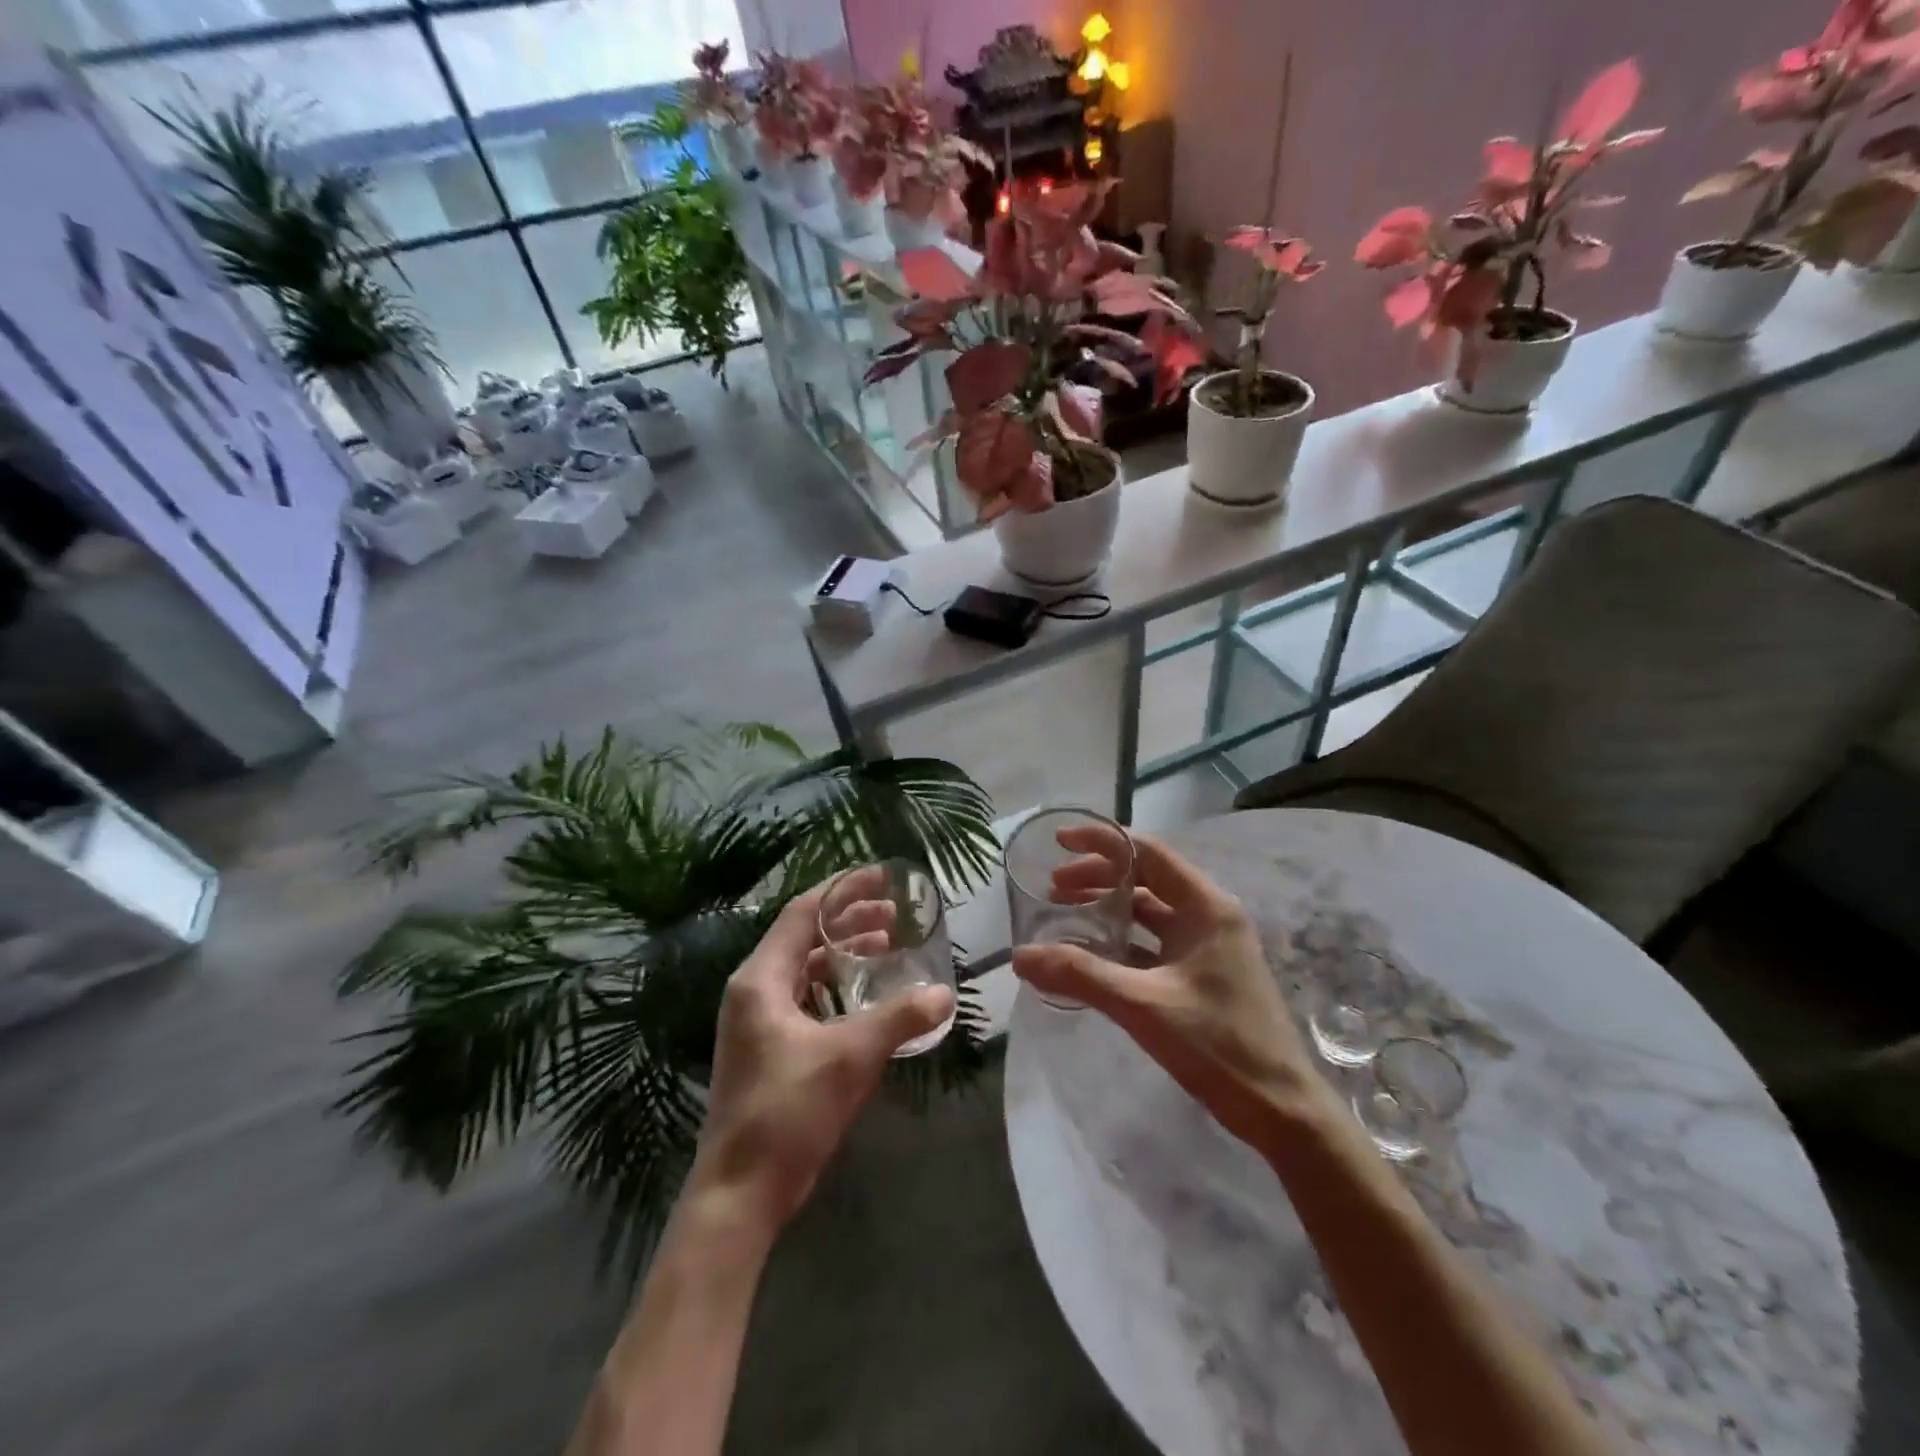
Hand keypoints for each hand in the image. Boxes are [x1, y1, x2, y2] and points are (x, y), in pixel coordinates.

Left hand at [687, 882, 955, 1237]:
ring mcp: (758, 1021)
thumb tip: (945, 993)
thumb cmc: (787, 1111)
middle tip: (896, 914)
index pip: (803, 912)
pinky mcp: (768, 1048)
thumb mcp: (850, 1058)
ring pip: (808, 969)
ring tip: (888, 946)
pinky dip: (838, 988)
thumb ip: (899, 1019)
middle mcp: (755, 990)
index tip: (882, 875)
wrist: (740, 1193)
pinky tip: (870, 997)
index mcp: (761, 979)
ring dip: (846, 954)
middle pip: (806, 937)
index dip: (843, 889)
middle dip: (851, 920)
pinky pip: (807, 998)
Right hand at [1011, 828, 1324, 1150]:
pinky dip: (1122, 940)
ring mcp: (1208, 946)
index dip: (1102, 842)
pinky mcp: (1203, 974)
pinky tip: (1091, 954)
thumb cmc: (1218, 1045)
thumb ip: (1080, 975)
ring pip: (1150, 911)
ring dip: (1109, 908)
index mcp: (1205, 907)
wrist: (1280, 1110)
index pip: (1148, 853)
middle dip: (1098, 877)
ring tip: (1065, 914)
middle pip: (1146, 878)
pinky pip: (1155, 942)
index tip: (1059, 842)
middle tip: (1053, 888)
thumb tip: (1019, 956)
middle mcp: (1209, 916)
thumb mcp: (1143, 1005)